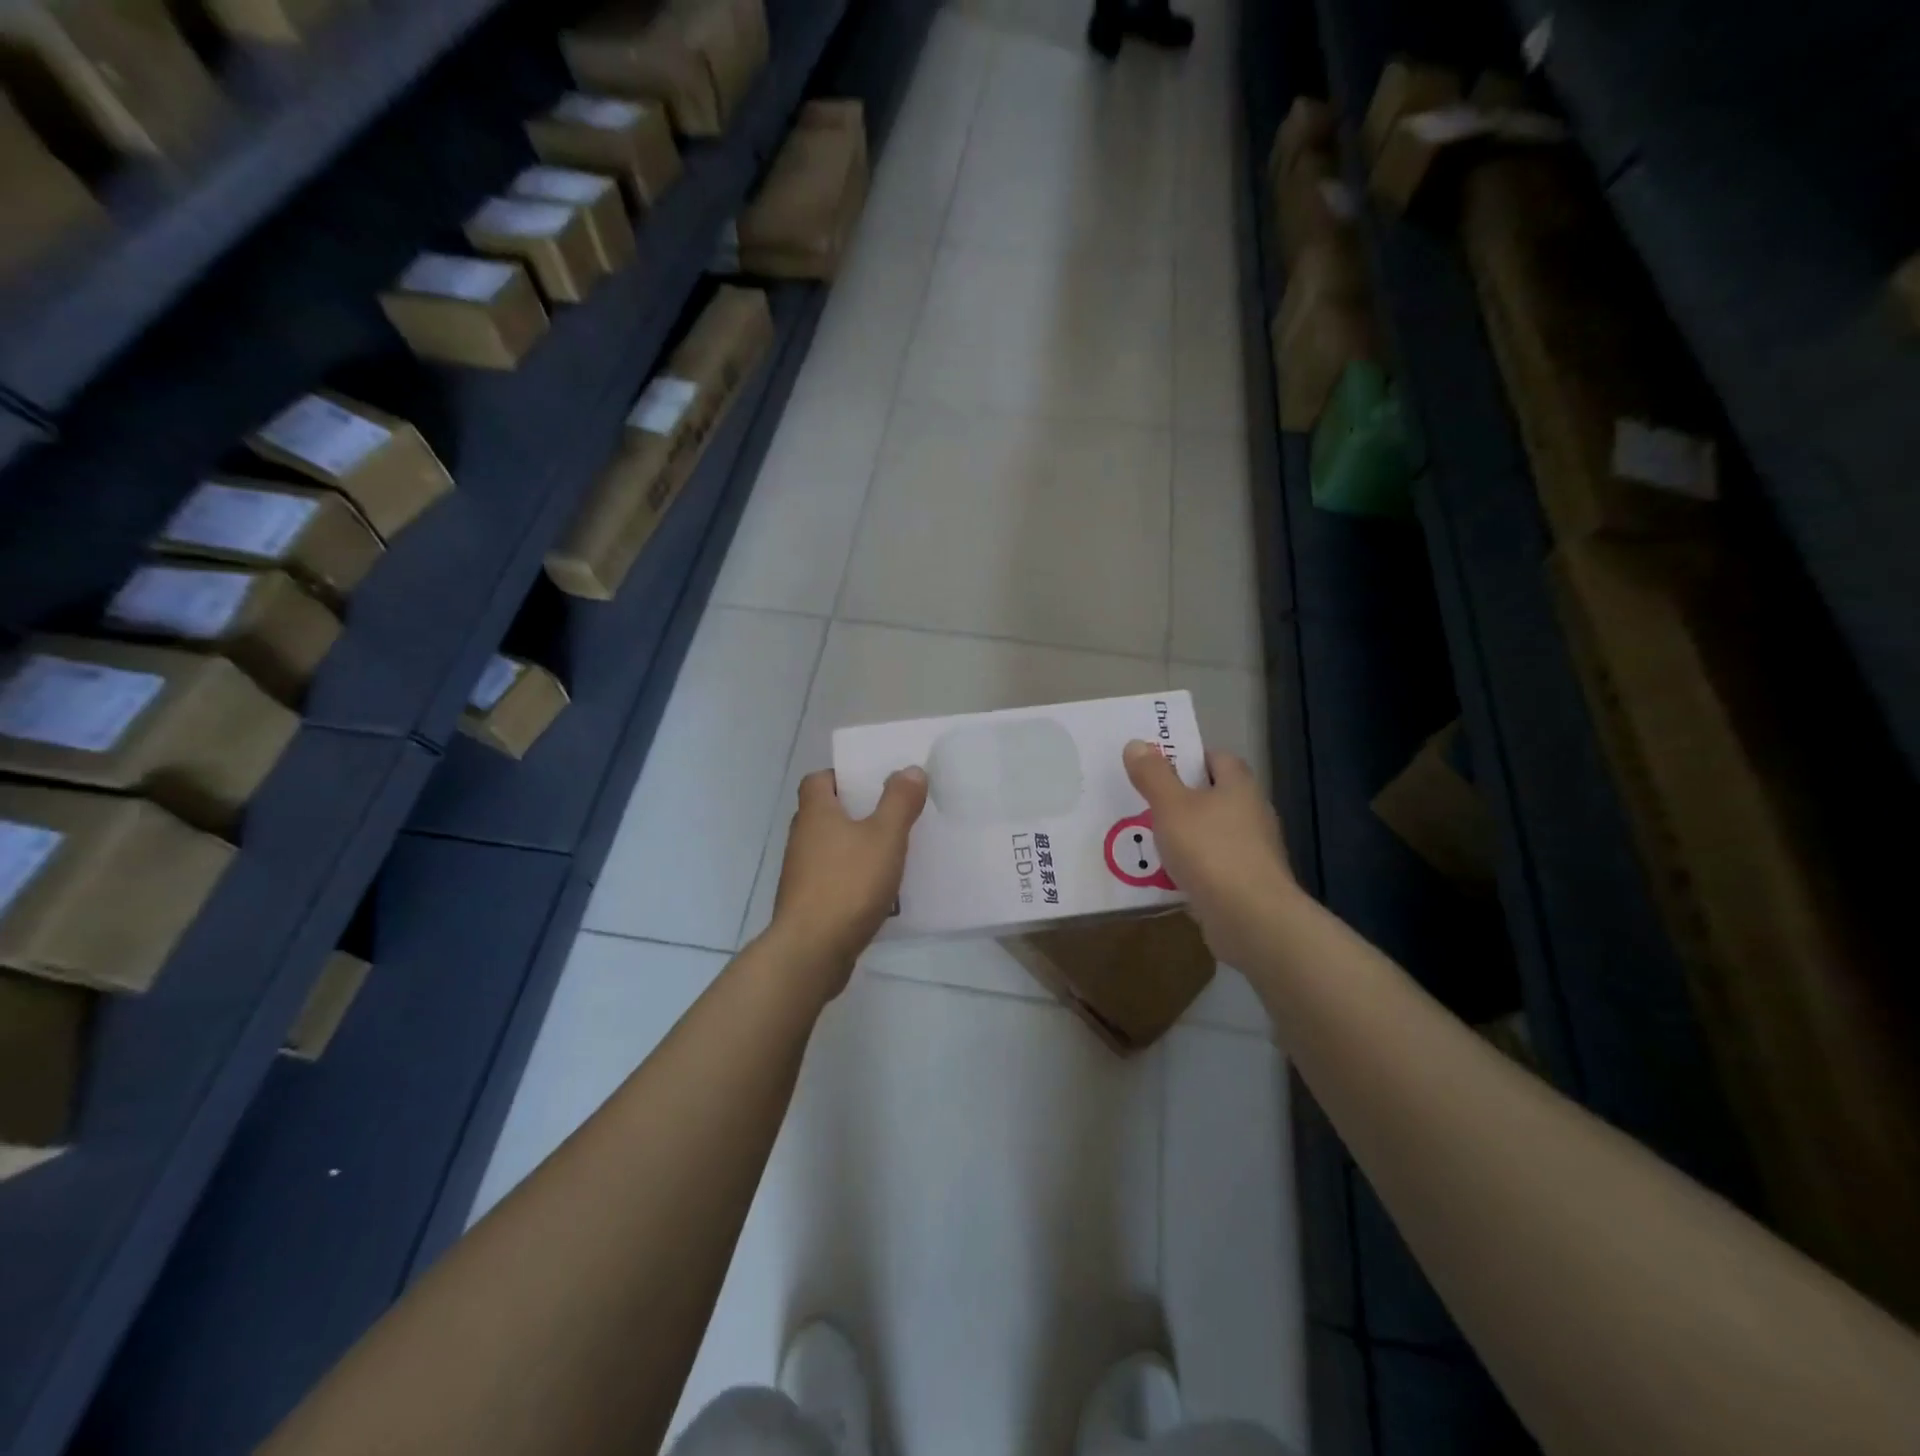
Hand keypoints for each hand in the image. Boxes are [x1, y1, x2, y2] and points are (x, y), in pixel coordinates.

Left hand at [768, 766, 927, 998]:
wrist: (812, 951)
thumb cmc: (848, 884)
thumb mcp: (885, 837)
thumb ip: (899, 801)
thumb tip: (910, 769)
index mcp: (816, 813)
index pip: (818, 780)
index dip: (842, 776)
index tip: (872, 782)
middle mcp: (802, 838)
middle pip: (826, 813)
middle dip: (856, 812)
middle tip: (891, 814)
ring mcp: (801, 874)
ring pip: (831, 848)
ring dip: (856, 847)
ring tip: (892, 852)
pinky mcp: (808, 904)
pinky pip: (834, 879)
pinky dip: (853, 878)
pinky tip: (880, 891)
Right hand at [1123, 740, 1299, 968]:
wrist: (1251, 918)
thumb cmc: (1210, 851)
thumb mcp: (1171, 807)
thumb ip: (1153, 775)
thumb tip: (1137, 743)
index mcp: (1239, 787)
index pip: (1217, 758)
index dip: (1189, 757)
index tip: (1157, 765)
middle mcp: (1252, 813)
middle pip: (1214, 795)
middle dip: (1181, 798)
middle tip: (1144, 801)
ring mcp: (1253, 851)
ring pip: (1211, 832)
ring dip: (1184, 835)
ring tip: (1147, 839)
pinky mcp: (1246, 884)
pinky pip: (1212, 865)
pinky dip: (1191, 866)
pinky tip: (1165, 875)